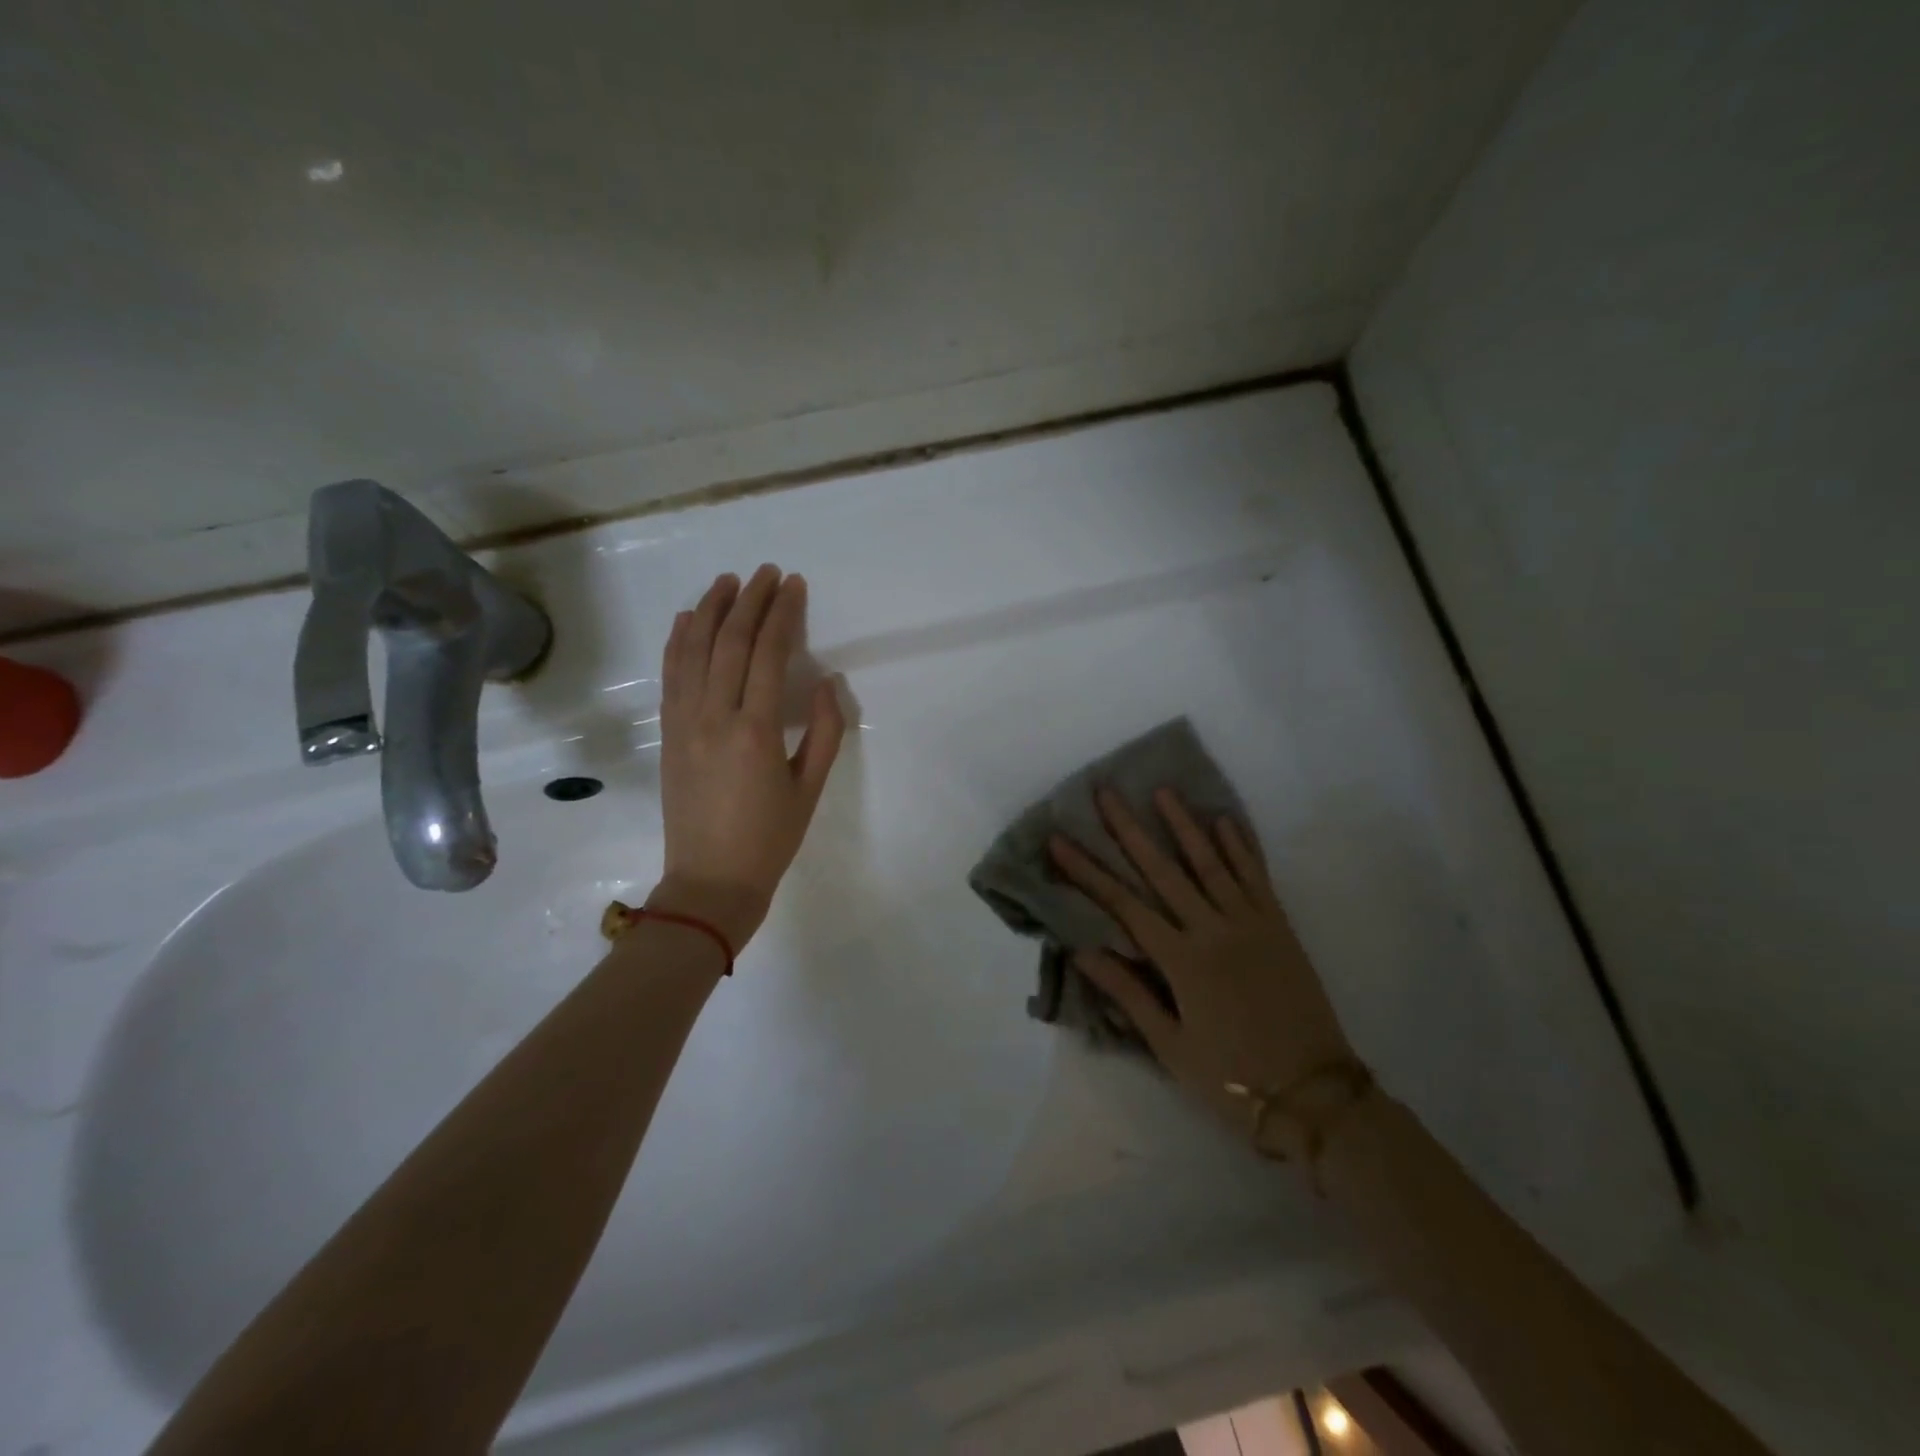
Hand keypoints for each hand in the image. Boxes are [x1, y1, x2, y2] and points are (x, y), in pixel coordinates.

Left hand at [651, 565, 844, 949]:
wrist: (709, 881)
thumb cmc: (770, 839)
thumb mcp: (810, 788)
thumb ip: (825, 731)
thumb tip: (829, 682)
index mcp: (755, 730)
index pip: (767, 654)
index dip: (781, 614)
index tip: (792, 585)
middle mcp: (714, 716)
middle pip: (729, 642)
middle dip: (749, 600)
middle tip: (766, 572)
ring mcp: (683, 723)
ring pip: (692, 650)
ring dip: (709, 610)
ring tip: (727, 581)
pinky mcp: (668, 733)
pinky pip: (670, 675)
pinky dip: (678, 641)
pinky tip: (687, 619)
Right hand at [1049, 788, 1355, 1146]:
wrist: (1315, 1095)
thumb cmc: (1232, 1077)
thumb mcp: (1171, 1046)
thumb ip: (1128, 993)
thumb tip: (1082, 951)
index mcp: (1182, 961)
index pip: (1123, 905)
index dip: (1087, 872)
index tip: (1059, 840)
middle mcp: (1213, 930)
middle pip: (1163, 871)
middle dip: (1130, 830)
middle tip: (1106, 793)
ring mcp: (1250, 923)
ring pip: (1211, 863)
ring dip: (1185, 824)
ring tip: (1163, 790)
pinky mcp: (1279, 926)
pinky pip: (1257, 877)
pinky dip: (1241, 847)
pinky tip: (1225, 820)